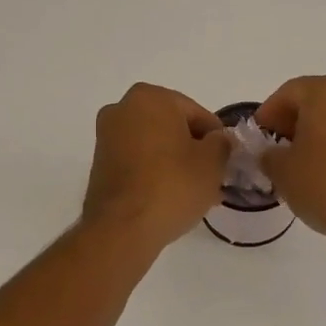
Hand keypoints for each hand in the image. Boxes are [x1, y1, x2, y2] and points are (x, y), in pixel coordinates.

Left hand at [82, 84, 231, 251]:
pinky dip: (154, 172)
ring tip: (193, 192)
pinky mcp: (99, 164)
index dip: (217, 139)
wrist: (122, 228)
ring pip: (154, 145)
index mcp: (150, 97)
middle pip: (173, 127)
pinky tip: (170, 197)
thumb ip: (222, 142)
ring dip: (175, 162)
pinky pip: (137, 161)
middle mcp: (122, 109)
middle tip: (212, 178)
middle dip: (193, 150)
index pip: (197, 114)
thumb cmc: (172, 186)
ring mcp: (106, 136)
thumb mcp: (213, 162)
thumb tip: (218, 140)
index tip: (225, 162)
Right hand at [254, 74, 325, 244]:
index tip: (258, 135)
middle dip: (293, 121)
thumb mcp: (282, 171)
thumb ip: (269, 155)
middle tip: (277, 147)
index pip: (288, 93)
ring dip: (317, 132)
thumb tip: (271, 154)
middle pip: (315, 100)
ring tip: (301, 161)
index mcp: (325, 91)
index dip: (268, 114)